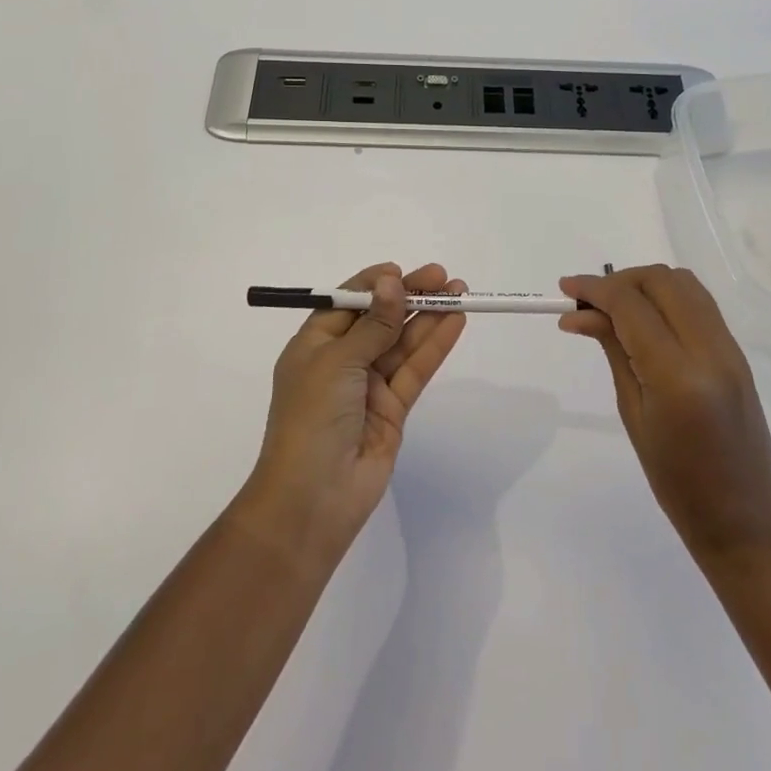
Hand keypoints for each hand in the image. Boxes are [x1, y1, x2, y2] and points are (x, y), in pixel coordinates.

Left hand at [238, 263, 466, 564]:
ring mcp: (368, 386)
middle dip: (410, 297)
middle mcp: (341, 361)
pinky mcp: (392, 409)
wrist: (312, 499)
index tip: (401, 271)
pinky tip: (455, 323)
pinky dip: (434, 346)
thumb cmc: (311, 418)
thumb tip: (392, 281)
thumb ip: (374, 324)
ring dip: (429, 317)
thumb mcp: (338, 362)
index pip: (347, 304)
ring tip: (459, 292)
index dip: (375, 285)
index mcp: (314, 344)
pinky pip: (415, 370)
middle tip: (444, 278)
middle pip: (380, 319)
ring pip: (402, 343)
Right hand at [558, 265, 770, 565]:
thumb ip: (613, 350)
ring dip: (644, 284)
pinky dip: (667, 297)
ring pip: (684, 283)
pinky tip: (644, 318)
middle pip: (661, 281)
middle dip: (620, 281)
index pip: (631, 305)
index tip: (565, 288)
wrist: (743, 519)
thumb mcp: (633, 413)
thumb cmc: (676, 481)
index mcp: (678, 375)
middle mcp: (710, 350)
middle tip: (588, 301)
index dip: (595, 288)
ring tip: (614, 307)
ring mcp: (730, 348)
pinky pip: (699, 303)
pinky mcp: (737, 352)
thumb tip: (579, 314)